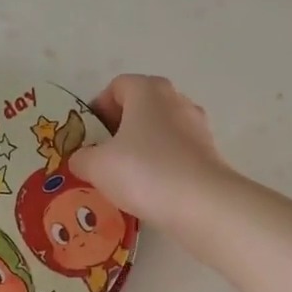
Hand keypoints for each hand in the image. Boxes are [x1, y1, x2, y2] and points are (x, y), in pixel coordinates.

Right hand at [75, 74, 233, 229]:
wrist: (202, 204)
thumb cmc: (143, 171)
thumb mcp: (97, 166)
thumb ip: (82, 157)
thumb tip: (81, 159)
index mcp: (148, 90)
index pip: (117, 86)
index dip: (98, 109)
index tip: (89, 137)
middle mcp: (176, 99)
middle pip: (140, 107)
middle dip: (120, 129)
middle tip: (103, 156)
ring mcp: (197, 126)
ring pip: (160, 131)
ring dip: (141, 147)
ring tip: (126, 177)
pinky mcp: (209, 153)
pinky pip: (176, 152)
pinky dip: (162, 165)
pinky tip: (150, 190)